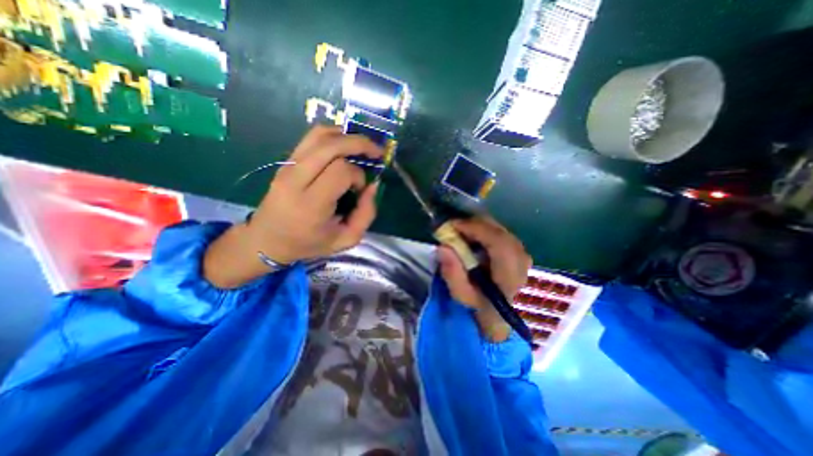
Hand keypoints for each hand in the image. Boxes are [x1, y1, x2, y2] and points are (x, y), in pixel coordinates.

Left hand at [249, 126, 384, 265]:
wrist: (268, 240)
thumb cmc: (309, 243)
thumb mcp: (346, 240)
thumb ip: (365, 214)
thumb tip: (373, 185)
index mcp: (311, 204)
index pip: (341, 171)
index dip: (358, 176)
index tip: (360, 190)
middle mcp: (296, 179)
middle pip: (331, 146)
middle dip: (359, 144)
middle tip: (377, 152)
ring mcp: (288, 166)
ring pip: (320, 135)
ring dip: (346, 136)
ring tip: (362, 147)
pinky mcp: (286, 162)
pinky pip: (311, 138)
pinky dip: (333, 136)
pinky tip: (345, 145)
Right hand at [438, 217, 534, 341]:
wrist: (500, 314)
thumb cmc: (479, 306)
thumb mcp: (461, 295)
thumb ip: (452, 273)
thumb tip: (443, 247)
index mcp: (509, 275)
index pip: (498, 242)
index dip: (475, 229)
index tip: (452, 225)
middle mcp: (521, 261)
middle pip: (499, 231)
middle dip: (474, 224)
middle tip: (453, 227)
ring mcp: (522, 255)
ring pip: (500, 229)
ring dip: (479, 226)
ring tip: (461, 232)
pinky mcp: (519, 251)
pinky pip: (501, 233)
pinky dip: (485, 230)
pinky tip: (473, 237)